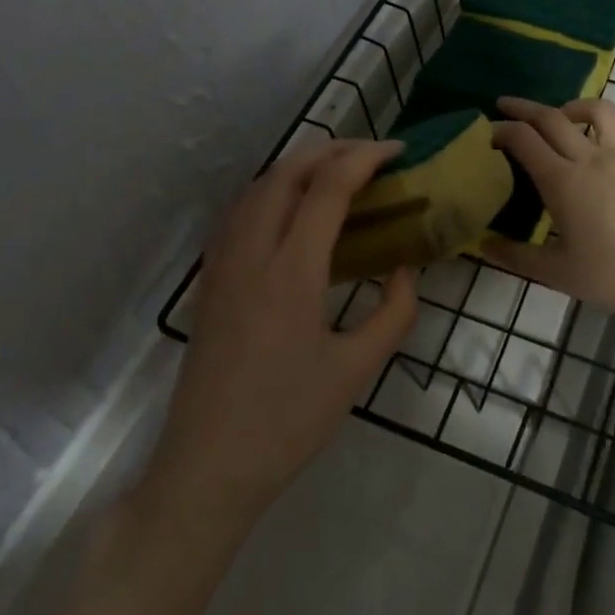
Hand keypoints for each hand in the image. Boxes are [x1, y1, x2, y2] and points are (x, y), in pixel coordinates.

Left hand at [142, 140, 419, 534]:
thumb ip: (393, 311)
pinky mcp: (210, 279)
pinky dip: (271, 190)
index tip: (397, 152)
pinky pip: (240, 212)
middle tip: (371, 155)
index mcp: (292, 270)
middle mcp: (252, 252)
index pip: (328, 187)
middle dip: (332, 150)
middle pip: (288, 172)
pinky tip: (290, 209)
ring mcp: (223, 263)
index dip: (365, 158)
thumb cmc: (289, 420)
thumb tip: (405, 268)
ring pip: (258, 187)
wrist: (209, 464)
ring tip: (336, 172)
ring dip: (299, 166)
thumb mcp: (358, 369)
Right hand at [486, 97, 614, 318]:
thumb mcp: (558, 273)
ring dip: (573, 105)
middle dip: (523, 107)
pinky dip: (614, 128)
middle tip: (506, 105)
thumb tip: (483, 246)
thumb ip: (517, 257)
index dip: (502, 130)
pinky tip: (611, 141)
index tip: (488, 132)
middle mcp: (592, 156)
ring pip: (597, 110)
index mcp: (563, 180)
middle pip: (552, 116)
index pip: (524, 139)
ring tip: (564, 115)